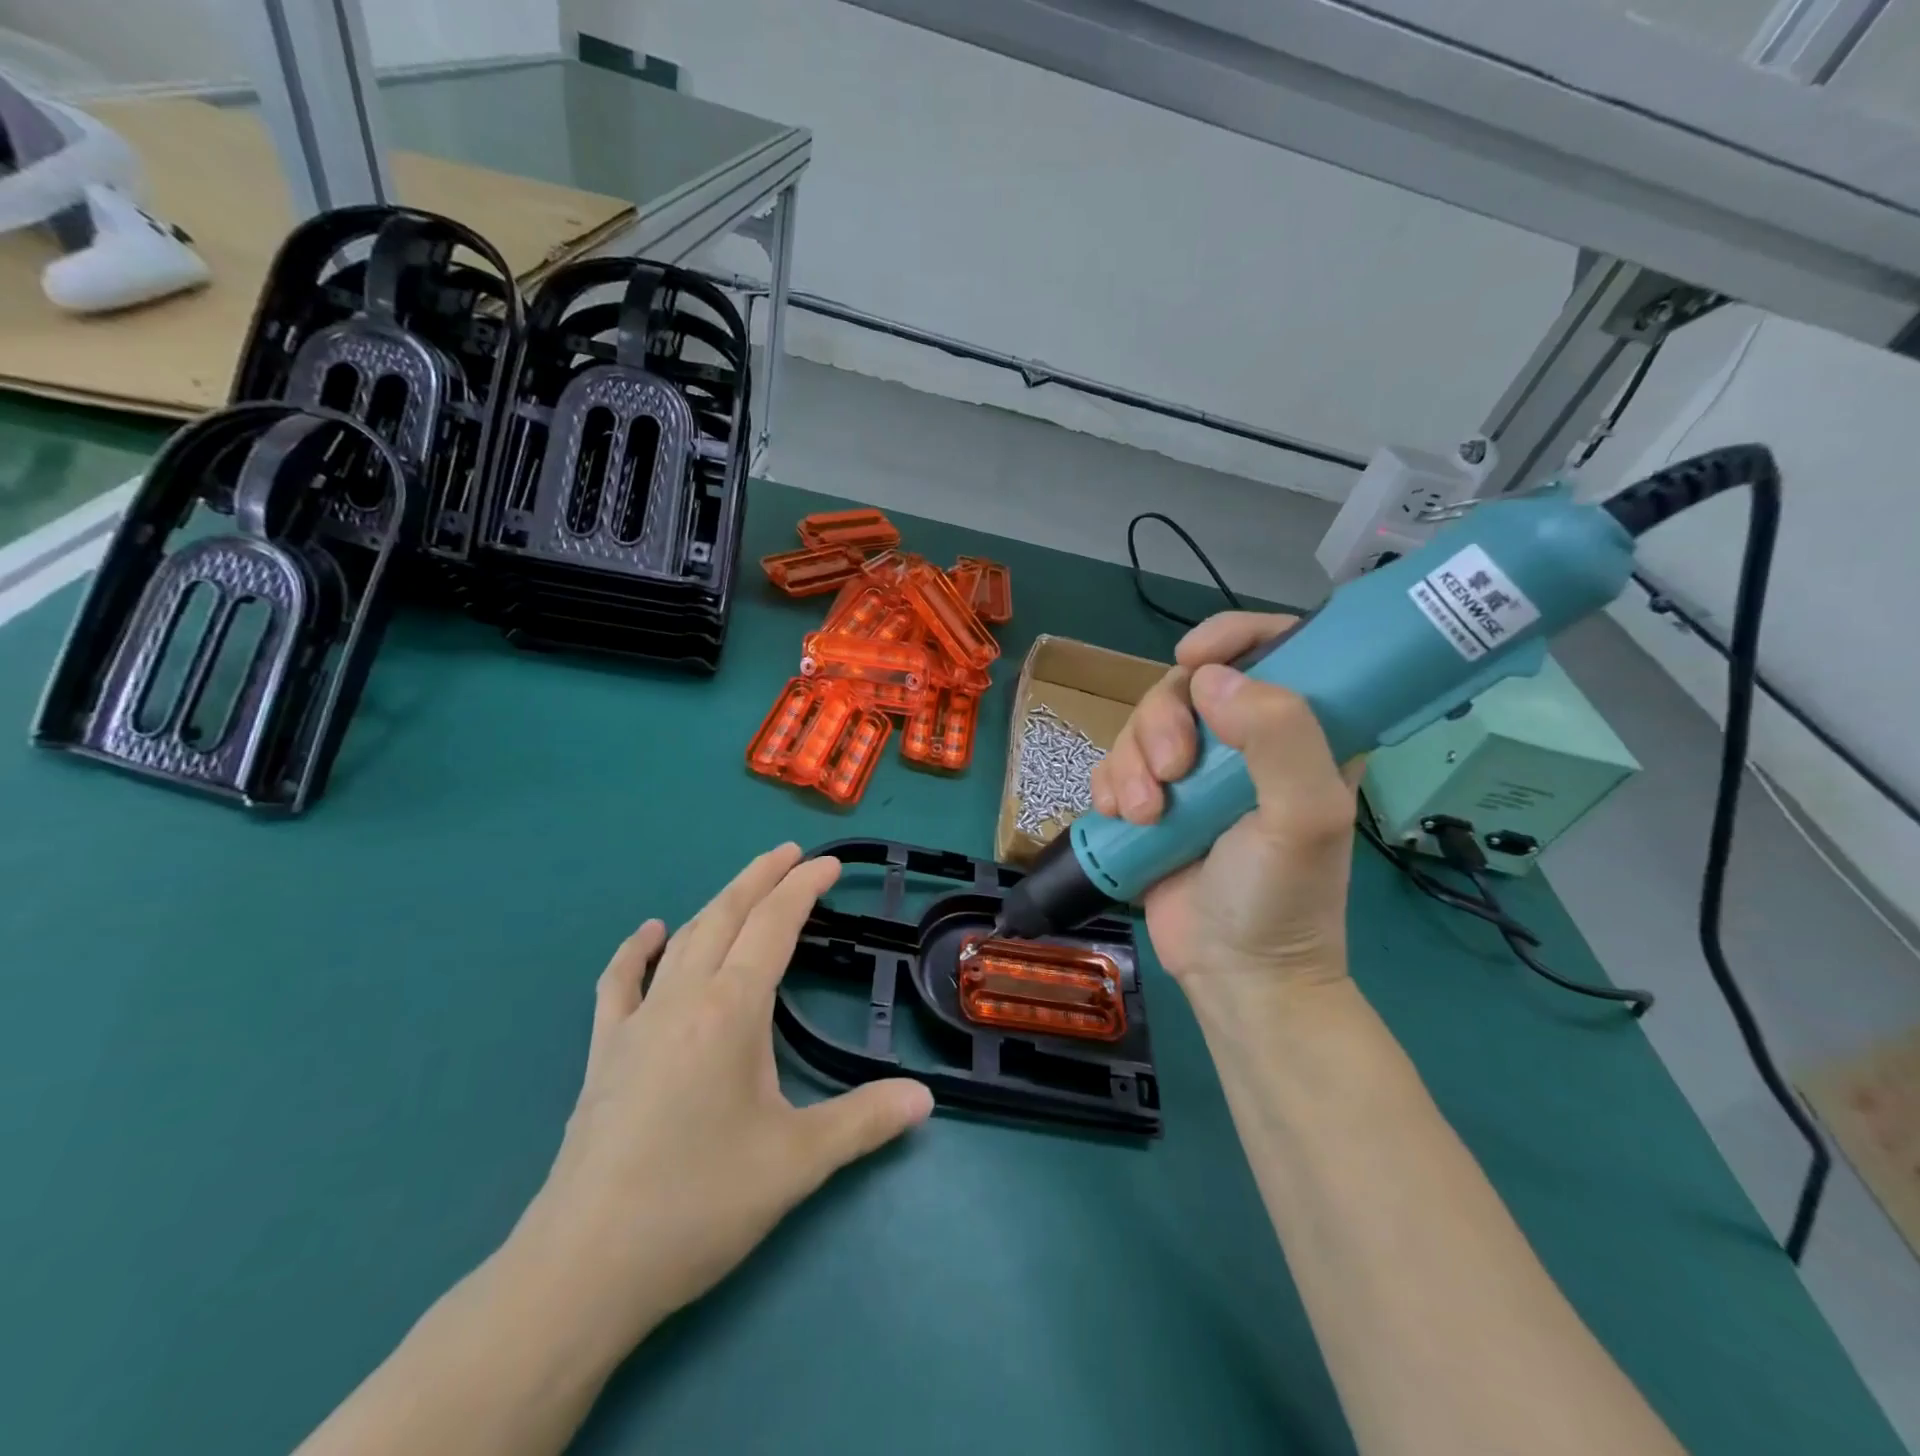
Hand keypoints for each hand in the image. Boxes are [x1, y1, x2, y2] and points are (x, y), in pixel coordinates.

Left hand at [512, 845, 933, 1360]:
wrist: (583, 1268)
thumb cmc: (698, 1204)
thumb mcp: (796, 1164)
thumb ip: (864, 1122)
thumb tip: (925, 1100)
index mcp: (731, 1011)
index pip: (774, 926)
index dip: (802, 888)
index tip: (827, 864)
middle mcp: (683, 999)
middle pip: (726, 916)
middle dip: (762, 878)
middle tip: (791, 854)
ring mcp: (636, 1023)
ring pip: (683, 939)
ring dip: (718, 903)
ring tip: (745, 886)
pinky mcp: (603, 1053)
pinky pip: (620, 983)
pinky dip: (638, 950)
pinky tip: (651, 933)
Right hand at [1089, 612, 1361, 1001]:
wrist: (1233, 974)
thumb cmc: (1283, 898)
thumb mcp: (1304, 818)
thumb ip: (1279, 737)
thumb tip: (1210, 681)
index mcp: (1303, 732)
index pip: (1277, 648)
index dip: (1233, 636)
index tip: (1194, 658)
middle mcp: (1246, 742)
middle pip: (1187, 685)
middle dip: (1163, 721)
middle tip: (1171, 773)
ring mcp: (1195, 773)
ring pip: (1143, 723)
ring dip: (1130, 762)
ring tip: (1143, 815)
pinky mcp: (1153, 799)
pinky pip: (1114, 762)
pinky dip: (1108, 784)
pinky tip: (1119, 817)